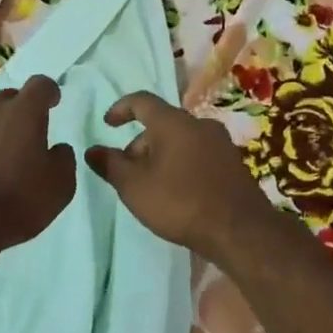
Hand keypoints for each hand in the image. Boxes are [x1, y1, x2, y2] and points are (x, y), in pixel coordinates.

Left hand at [0, 74, 76, 251]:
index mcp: (23, 112)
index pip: (40, 86)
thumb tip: (56, 149)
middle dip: (17, 112)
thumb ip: (62, 160)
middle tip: (23, 137)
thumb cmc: (15, 201)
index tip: (53, 102)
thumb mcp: (59, 187)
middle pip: (6, 99)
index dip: (49, 92)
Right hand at [84, 92, 274, 259]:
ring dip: (161, 156)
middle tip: (127, 172)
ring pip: (181, 141)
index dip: (121, 108)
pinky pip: (198, 155)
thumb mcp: (134, 187)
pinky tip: (177, 193)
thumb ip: (110, 165)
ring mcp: (221, 143)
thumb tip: (92, 150)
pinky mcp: (234, 164)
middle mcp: (200, 124)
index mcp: (174, 122)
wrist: (240, 230)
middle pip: (162, 124)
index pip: (142, 101)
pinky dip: (181, 165)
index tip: (108, 124)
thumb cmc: (180, 203)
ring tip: (150, 186)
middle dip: (140, 144)